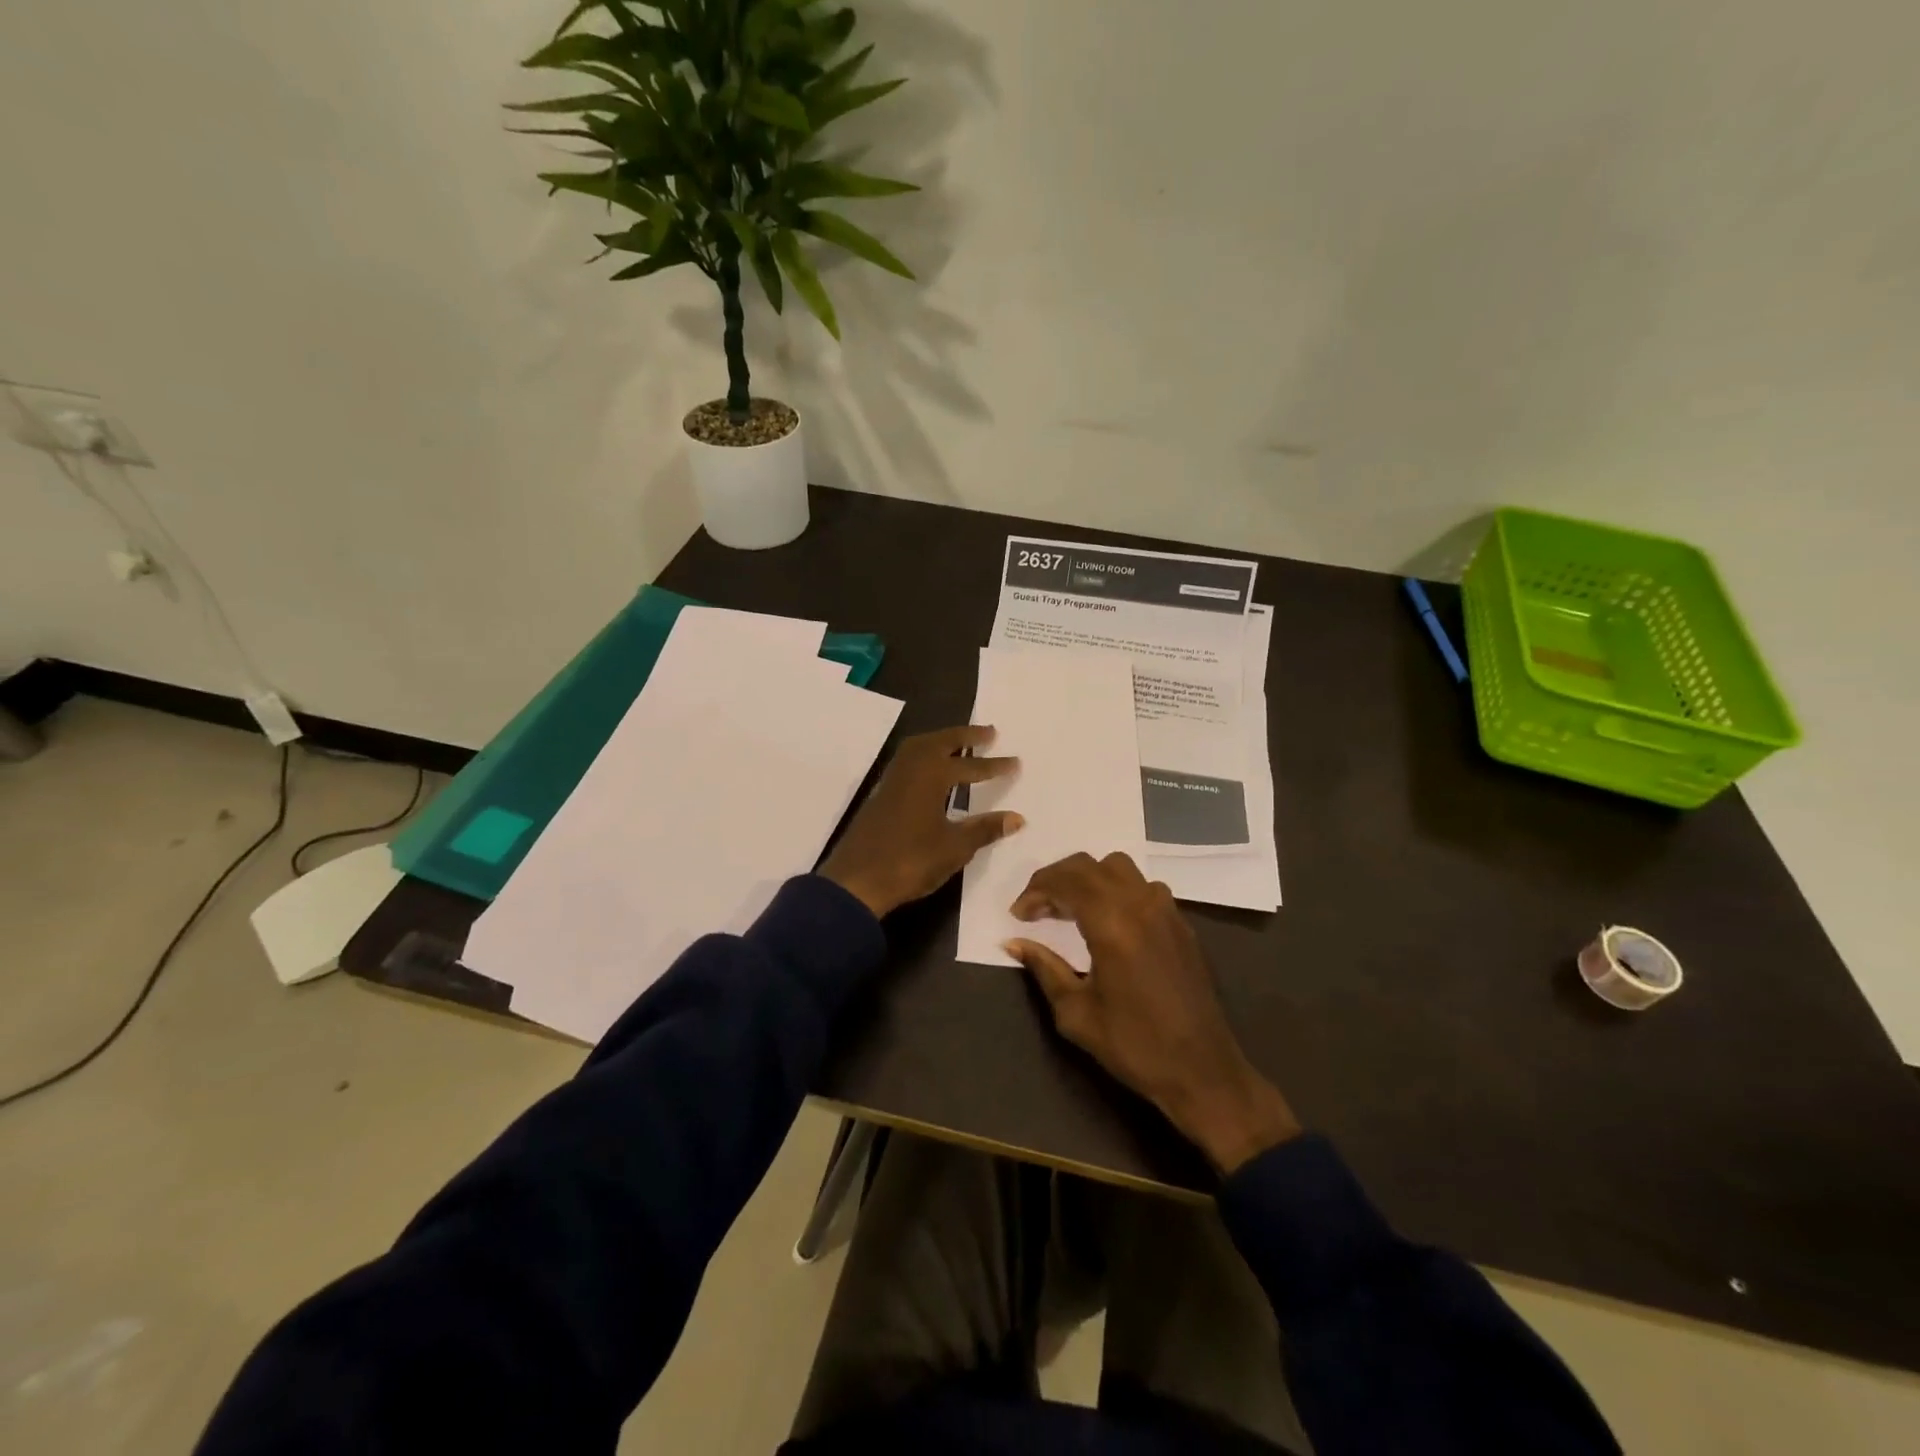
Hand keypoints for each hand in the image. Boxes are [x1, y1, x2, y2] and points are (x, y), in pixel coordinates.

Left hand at [820, 725, 1021, 918]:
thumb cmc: (910, 861)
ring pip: (919, 749)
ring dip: (941, 742)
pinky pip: (907, 762)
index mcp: (930, 776)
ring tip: (960, 744)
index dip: (994, 765)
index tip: (1015, 761)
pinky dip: (924, 756)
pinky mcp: (881, 795)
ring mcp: (892, 781)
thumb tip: (1017, 818)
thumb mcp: (954, 848)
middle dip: (965, 736)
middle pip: (940, 742)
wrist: (856, 881)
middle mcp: (910, 770)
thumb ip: (984, 829)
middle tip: (989, 732)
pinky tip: (932, 771)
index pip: (970, 766)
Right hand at [1006, 852, 1299, 1173]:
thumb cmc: (1134, 1045)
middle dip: (1057, 879)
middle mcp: (1141, 904)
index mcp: (1113, 923)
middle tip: (1038, 908)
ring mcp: (1166, 910)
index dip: (1036, 890)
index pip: (1066, 880)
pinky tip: (1108, 922)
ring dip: (1088, 879)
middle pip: (1089, 865)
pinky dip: (1116, 890)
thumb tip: (1014, 943)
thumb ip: (1044, 968)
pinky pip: (1143, 887)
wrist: (1203, 1071)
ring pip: (1119, 868)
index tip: (1018, 914)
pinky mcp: (1181, 923)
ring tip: (1071, 910)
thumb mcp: (1076, 1012)